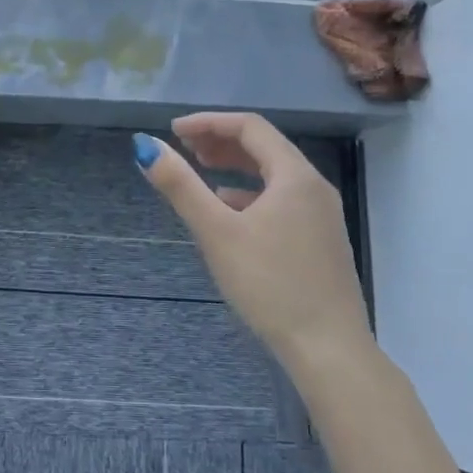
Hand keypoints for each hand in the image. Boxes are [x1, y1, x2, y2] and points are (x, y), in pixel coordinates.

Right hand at [136, 114, 371, 364]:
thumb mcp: (216, 232)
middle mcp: (314, 187)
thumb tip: (144, 145)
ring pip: (274, 176)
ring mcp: (322, 216)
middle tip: (186, 149)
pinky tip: (231, 214)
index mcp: (295, 176)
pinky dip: (251, 195)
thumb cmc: (270, 284)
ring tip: (202, 174)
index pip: (250, 127)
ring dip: (236, 168)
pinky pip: (282, 201)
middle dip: (222, 143)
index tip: (174, 131)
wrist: (328, 350)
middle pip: (265, 148)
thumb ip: (180, 186)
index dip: (209, 122)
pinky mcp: (321, 242)